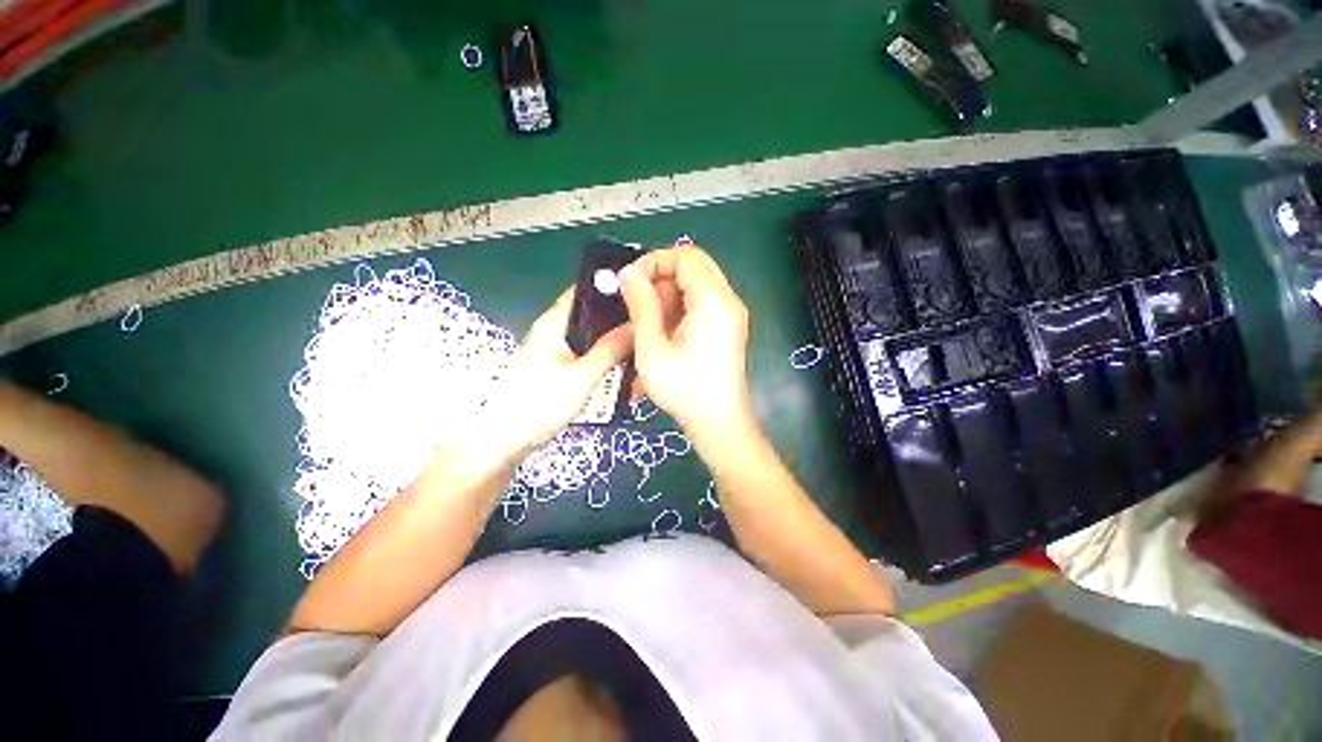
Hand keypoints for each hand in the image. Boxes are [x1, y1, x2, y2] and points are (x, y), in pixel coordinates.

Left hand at [481, 287, 631, 455]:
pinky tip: (622, 365)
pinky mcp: (556, 367)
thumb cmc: (540, 403)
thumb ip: (610, 349)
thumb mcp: (582, 376)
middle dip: (618, 316)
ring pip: (590, 334)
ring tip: (641, 343)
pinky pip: (586, 352)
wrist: (505, 439)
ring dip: (612, 338)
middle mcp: (553, 329)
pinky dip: (603, 354)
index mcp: (554, 322)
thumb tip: (637, 326)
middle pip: (591, 313)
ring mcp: (554, 349)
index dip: (612, 287)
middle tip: (648, 324)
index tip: (644, 293)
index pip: (585, 290)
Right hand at [618, 245, 753, 441]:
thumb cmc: (684, 389)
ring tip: (648, 323)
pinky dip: (680, 308)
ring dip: (669, 295)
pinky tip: (664, 333)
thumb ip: (641, 305)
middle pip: (693, 267)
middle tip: (637, 302)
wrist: (719, 423)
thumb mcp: (653, 347)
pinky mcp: (729, 328)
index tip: (630, 283)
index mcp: (713, 300)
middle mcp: (728, 300)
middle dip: (660, 278)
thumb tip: (627, 273)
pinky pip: (702, 303)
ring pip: (697, 285)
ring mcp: (731, 315)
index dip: (653, 261)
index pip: (685, 256)